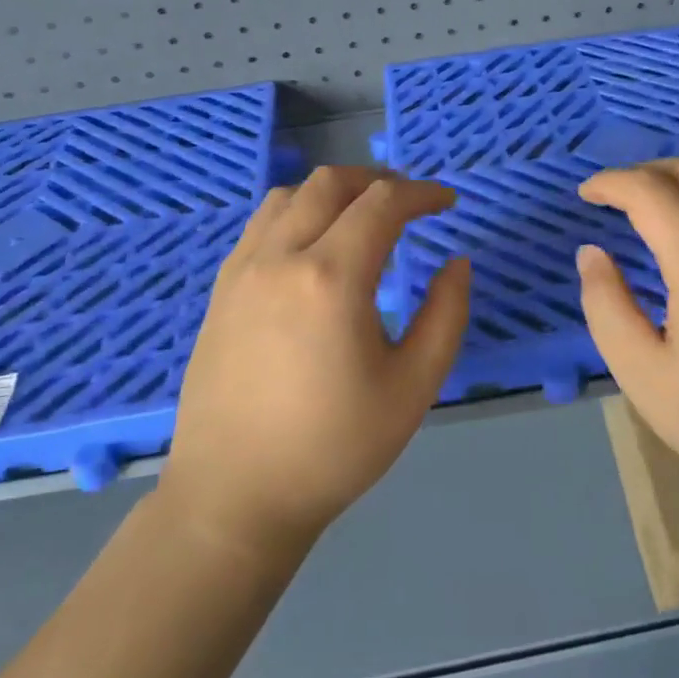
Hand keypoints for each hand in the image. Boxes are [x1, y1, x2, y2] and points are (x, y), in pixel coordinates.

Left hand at [158, 167, 470, 553]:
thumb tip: (456, 263)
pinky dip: (297, 214)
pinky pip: (261, 225)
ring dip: (333, 193)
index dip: (422, 194)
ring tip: (362, 219)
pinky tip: (315, 249)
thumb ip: (446, 315)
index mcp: (332, 277)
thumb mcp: (413, 386)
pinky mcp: (221, 291)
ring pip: (288, 196)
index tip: (447, 203)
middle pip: (330, 183)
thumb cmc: (334, 447)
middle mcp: (281, 257)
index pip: (383, 204)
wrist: (235, 496)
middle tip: (409, 205)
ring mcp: (242, 271)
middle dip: (378, 181)